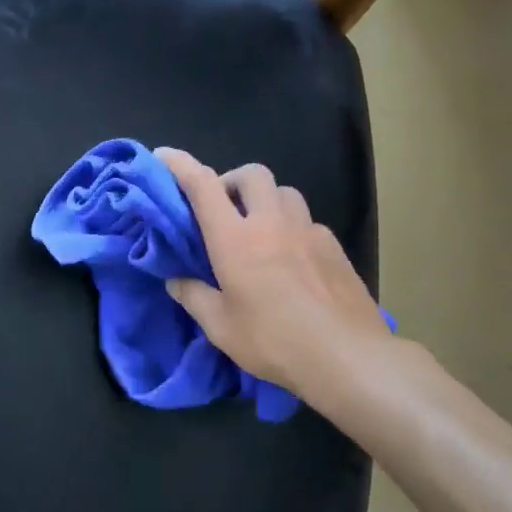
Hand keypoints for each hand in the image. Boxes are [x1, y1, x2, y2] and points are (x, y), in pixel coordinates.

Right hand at [155, 147, 395, 417]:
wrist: (347, 356)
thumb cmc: (273, 340)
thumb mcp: (220, 327)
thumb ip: (194, 297)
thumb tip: (176, 280)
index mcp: (235, 239)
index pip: (203, 186)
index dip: (180, 165)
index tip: (164, 156)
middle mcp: (271, 223)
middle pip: (251, 174)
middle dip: (231, 181)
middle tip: (222, 209)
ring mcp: (308, 231)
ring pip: (284, 193)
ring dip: (265, 201)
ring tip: (259, 231)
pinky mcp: (334, 247)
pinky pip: (307, 222)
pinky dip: (291, 228)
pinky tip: (291, 260)